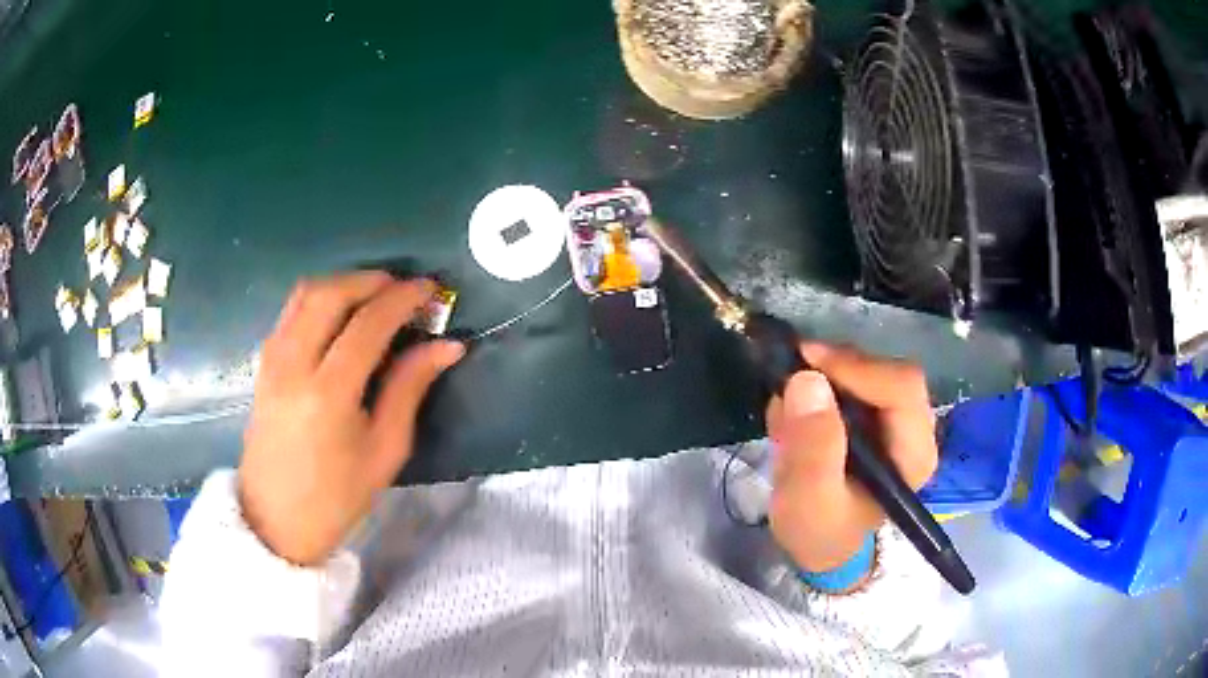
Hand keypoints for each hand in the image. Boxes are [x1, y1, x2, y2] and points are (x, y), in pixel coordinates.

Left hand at [239, 272, 464, 564]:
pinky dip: (320, 299)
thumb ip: (410, 389)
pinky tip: (340, 317)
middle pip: (331, 293)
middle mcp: (294, 365)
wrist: (275, 521)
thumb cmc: (336, 497)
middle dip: (371, 280)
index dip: (403, 299)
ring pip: (305, 293)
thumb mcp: (384, 451)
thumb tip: (447, 346)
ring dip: (344, 284)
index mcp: (328, 394)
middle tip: (402, 289)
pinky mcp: (263, 363)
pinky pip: (291, 311)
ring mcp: (272, 360)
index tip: (431, 289)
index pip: (368, 324)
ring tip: (374, 296)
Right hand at [766, 343, 937, 579]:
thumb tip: (807, 381)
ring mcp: (896, 417)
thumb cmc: (819, 530)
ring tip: (787, 414)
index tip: (807, 364)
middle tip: (789, 380)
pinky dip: (819, 386)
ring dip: (823, 379)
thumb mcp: (807, 502)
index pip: (902, 388)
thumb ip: (811, 450)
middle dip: (836, 370)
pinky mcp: (875, 413)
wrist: (819, 542)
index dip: (858, 368)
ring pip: (867, 370)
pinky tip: (795, 418)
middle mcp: (914, 428)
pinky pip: (851, 379)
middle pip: (886, 372)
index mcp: (914, 453)